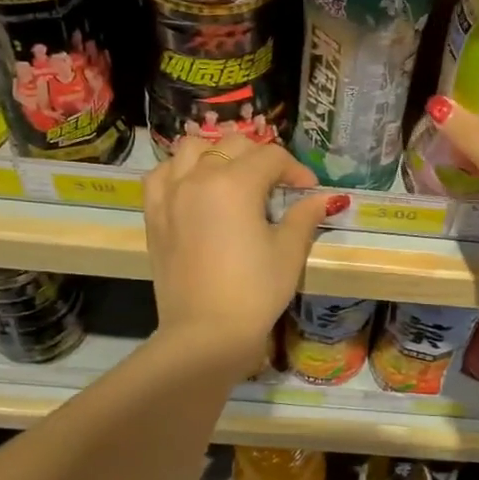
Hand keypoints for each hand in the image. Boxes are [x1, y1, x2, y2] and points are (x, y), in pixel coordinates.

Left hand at [143, 134, 346, 371]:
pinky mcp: (153, 215)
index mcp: (235, 183)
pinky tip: (194, 188)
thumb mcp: (288, 252)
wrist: (205, 334)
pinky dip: (179, 171)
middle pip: (233, 144)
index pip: (272, 157)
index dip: (296, 170)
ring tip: (232, 177)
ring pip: (191, 148)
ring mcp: (170, 194)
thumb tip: (325, 197)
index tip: (308, 190)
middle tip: (277, 184)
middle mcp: (198, 177)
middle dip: (261, 157)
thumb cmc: (254, 292)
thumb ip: (304, 216)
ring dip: (216, 153)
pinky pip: (161, 174)